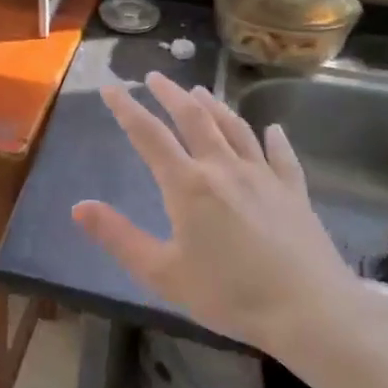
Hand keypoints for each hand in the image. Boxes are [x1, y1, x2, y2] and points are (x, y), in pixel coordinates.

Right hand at [72, 72, 387, 363]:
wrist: (310, 311)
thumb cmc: (229, 294)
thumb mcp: (162, 273)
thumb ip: (118, 236)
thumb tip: (78, 206)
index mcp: (188, 185)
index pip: (149, 135)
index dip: (127, 109)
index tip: (110, 87)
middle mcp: (224, 168)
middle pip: (193, 119)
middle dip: (170, 94)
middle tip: (155, 76)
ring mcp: (264, 177)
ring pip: (235, 129)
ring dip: (214, 106)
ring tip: (199, 90)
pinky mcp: (294, 192)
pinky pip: (281, 156)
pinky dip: (274, 139)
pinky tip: (273, 129)